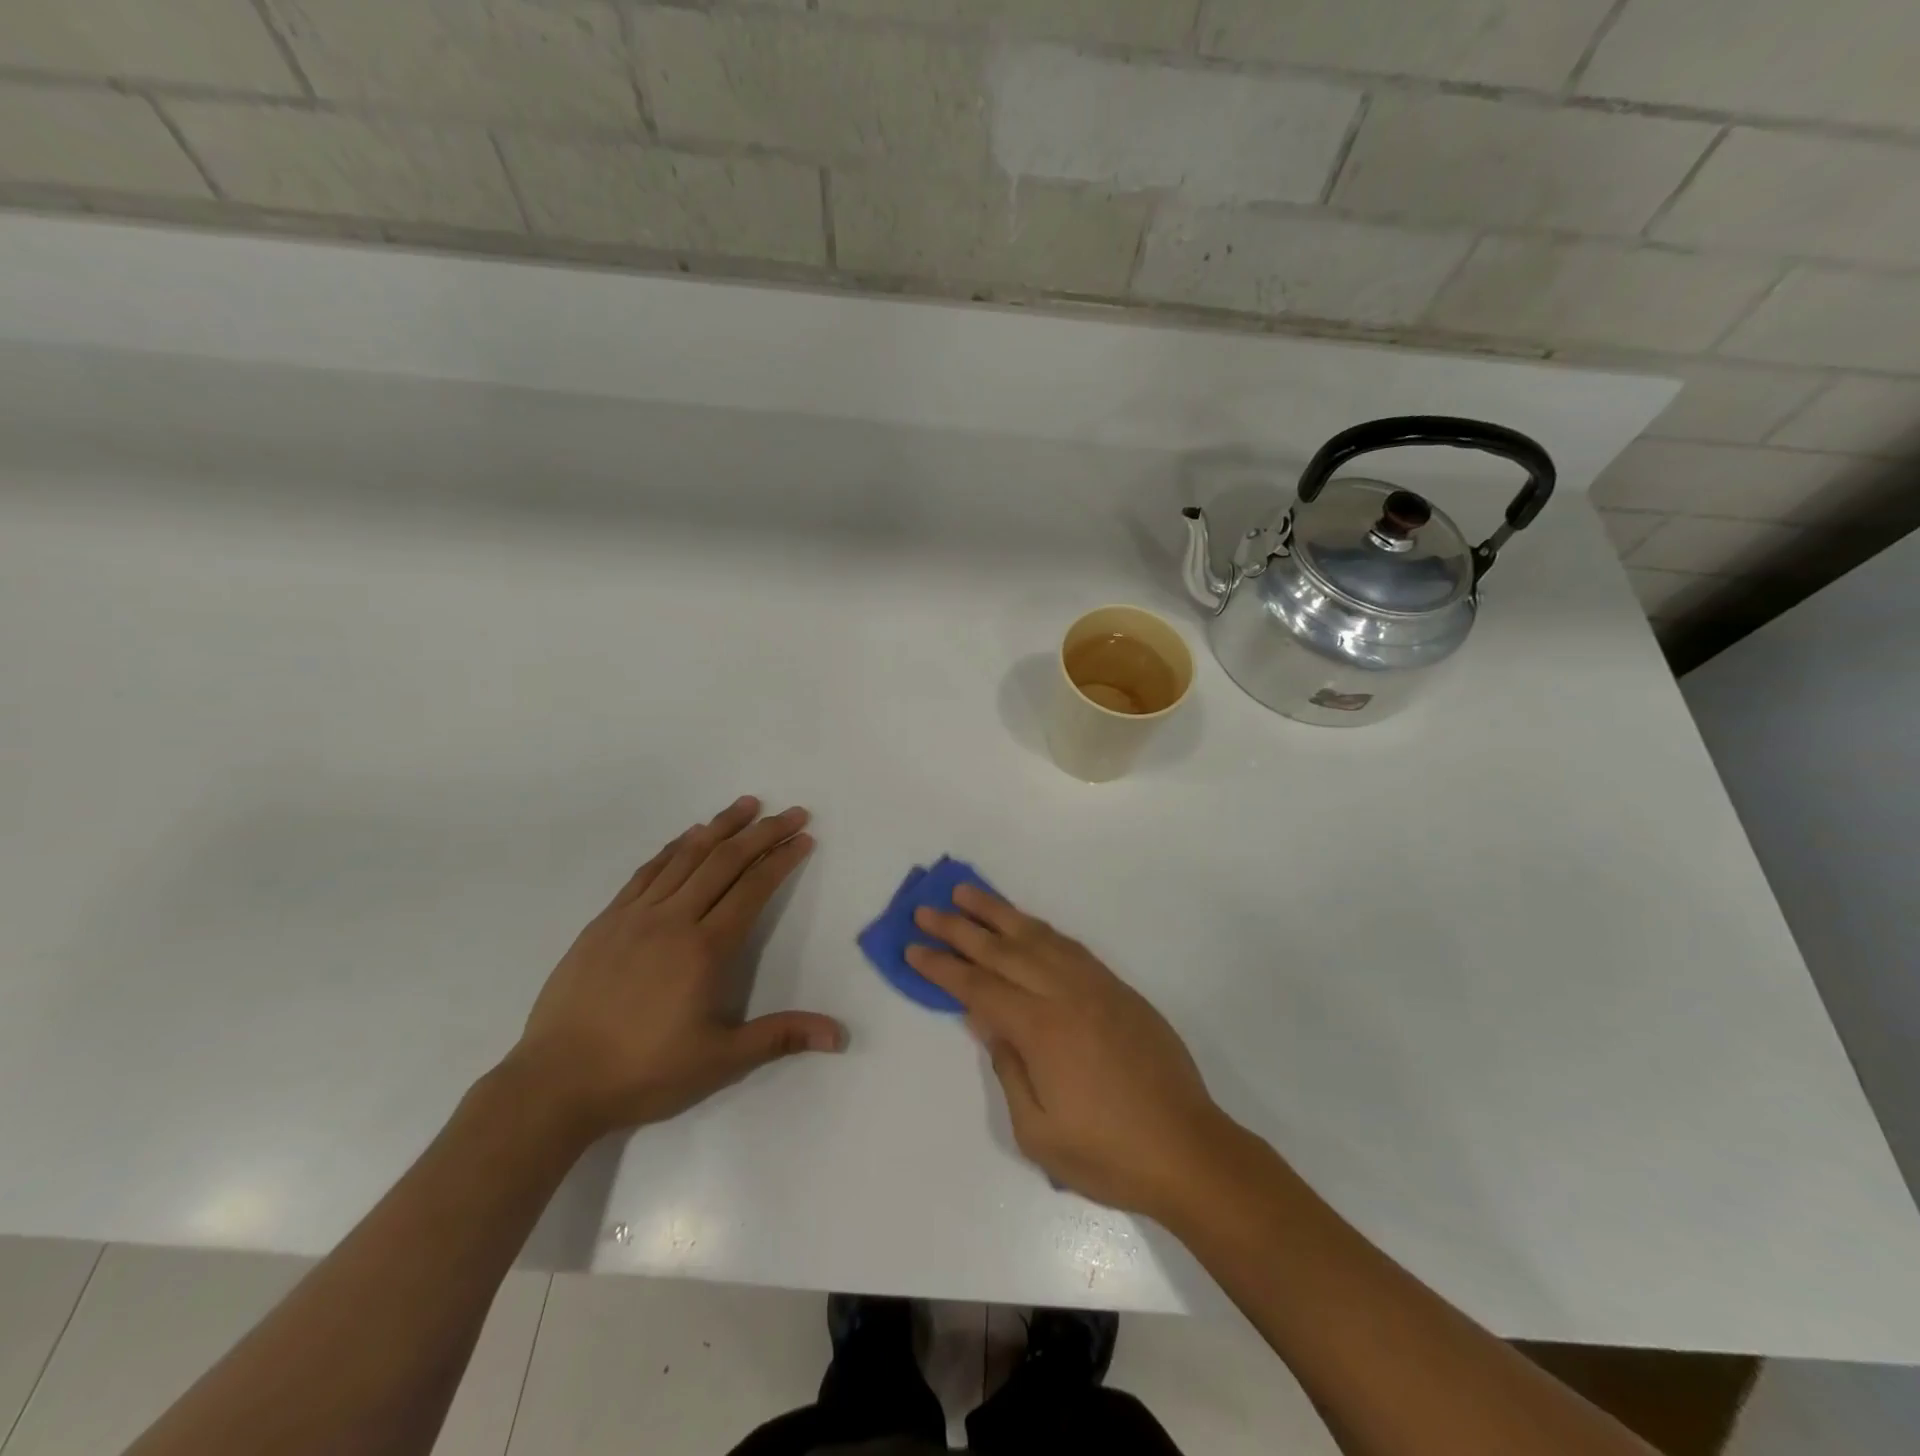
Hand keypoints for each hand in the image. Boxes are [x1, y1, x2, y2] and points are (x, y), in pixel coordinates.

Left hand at [508, 795, 844, 1138]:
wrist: (554, 1083)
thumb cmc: (644, 1072)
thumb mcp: (720, 1061)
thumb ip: (781, 1037)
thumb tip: (839, 1035)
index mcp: (705, 949)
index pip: (753, 889)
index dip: (782, 860)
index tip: (804, 837)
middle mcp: (673, 920)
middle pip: (725, 862)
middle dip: (763, 833)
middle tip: (792, 812)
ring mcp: (635, 916)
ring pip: (686, 857)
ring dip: (721, 827)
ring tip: (747, 804)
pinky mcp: (606, 921)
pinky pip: (647, 871)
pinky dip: (674, 848)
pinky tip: (688, 836)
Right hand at [907, 885, 1232, 1218]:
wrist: (1187, 1149)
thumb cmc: (1106, 1154)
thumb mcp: (1038, 1131)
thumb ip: (1008, 1067)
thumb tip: (986, 1019)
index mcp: (1041, 1030)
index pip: (978, 987)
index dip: (942, 967)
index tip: (912, 947)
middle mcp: (1065, 994)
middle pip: (1001, 951)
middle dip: (959, 929)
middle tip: (925, 909)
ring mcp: (1095, 986)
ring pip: (1037, 936)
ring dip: (998, 913)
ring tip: (967, 894)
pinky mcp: (1117, 988)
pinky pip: (1070, 946)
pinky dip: (1040, 929)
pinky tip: (1024, 924)